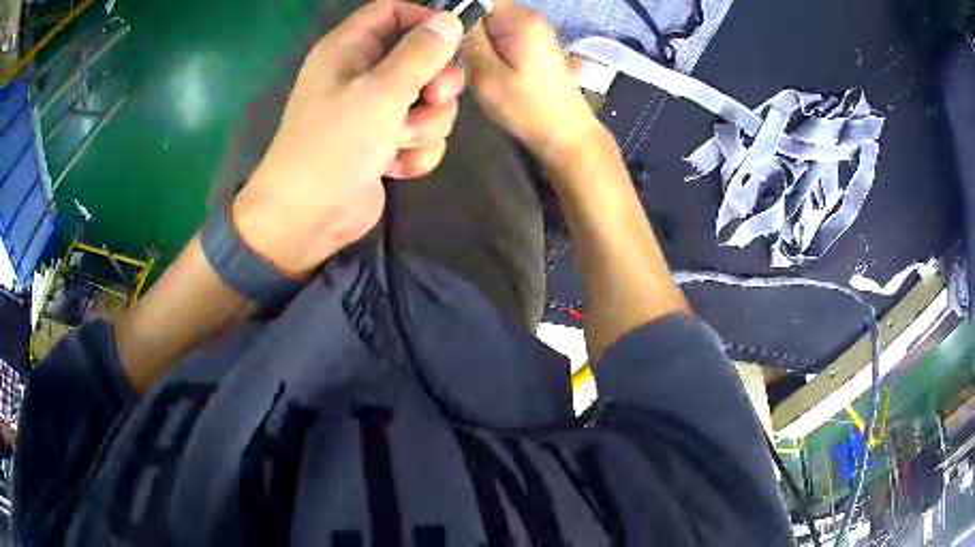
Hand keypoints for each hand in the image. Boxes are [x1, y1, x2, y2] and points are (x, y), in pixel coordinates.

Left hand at [231, 1, 464, 275]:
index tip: (452, 39)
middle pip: (421, 57)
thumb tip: (449, 20)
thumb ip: (420, 54)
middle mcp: (363, 73)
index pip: (392, 11)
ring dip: (424, 125)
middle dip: (437, 82)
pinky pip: (421, 134)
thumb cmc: (334, 145)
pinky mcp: (386, 142)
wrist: (309, 218)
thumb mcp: (380, 92)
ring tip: (398, 143)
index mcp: (350, 49)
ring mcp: (375, 110)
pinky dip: (416, 152)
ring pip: (428, 101)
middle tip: (433, 98)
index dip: (424, 19)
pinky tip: (396, 167)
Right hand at [461, 1, 603, 163]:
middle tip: (451, 57)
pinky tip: (482, 68)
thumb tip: (450, 17)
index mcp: (519, 19)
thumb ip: (468, 40)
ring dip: (473, 40)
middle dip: (462, 29)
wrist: (567, 135)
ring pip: (489, 23)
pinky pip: (500, 35)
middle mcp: (529, 17)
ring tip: (466, 65)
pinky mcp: (534, 44)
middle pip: (482, 9)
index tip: (439, 39)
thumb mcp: (487, 75)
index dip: (454, 14)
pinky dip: (486, 47)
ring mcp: (534, 30)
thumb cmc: (527, 109)